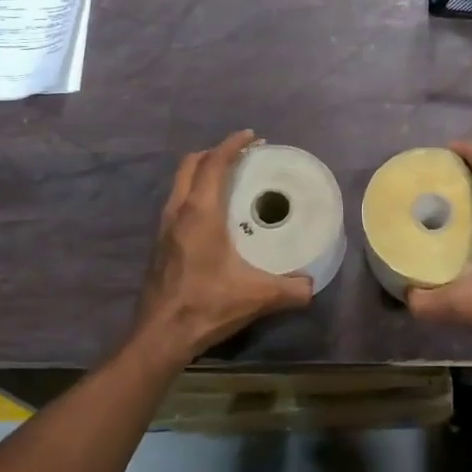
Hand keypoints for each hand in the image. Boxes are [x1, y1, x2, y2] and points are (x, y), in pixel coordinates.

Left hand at [134, 130, 313, 357]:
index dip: (232, 145)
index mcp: (200, 213)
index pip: (214, 164)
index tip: (251, 136)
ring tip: (228, 180)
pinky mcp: (160, 243)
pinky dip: (194, 194)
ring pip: (180, 183)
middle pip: (191, 165)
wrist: (160, 335)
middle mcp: (178, 211)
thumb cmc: (207, 305)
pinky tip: (212, 215)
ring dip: (201, 173)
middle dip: (215, 153)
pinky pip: (177, 203)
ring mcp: (164, 227)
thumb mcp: (257, 296)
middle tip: (241, 157)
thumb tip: (311, 285)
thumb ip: (291, 289)